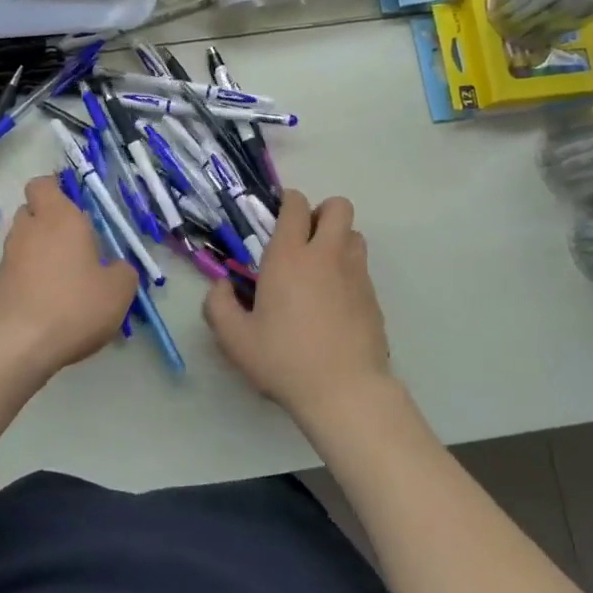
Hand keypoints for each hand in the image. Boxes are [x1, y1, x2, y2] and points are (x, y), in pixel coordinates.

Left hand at [0, 176, 138, 380]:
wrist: (20, 345)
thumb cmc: (75, 304)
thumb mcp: (119, 289)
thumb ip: (123, 270)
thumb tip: (116, 268)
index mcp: (59, 217)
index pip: (43, 184)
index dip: (56, 190)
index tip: (77, 207)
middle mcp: (29, 229)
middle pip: (33, 210)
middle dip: (51, 221)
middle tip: (78, 243)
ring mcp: (9, 256)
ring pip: (25, 239)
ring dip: (42, 249)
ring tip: (67, 275)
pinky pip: (19, 267)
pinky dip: (33, 275)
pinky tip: (53, 299)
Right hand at [203, 191, 390, 420]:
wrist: (345, 390)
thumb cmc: (284, 360)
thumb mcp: (235, 339)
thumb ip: (219, 306)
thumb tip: (220, 286)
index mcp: (289, 257)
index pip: (295, 205)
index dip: (288, 202)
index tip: (279, 216)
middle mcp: (326, 255)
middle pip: (338, 207)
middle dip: (321, 212)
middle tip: (304, 239)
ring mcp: (355, 274)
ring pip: (354, 234)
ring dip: (338, 240)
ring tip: (320, 269)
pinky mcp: (373, 297)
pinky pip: (362, 268)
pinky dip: (349, 272)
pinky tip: (334, 303)